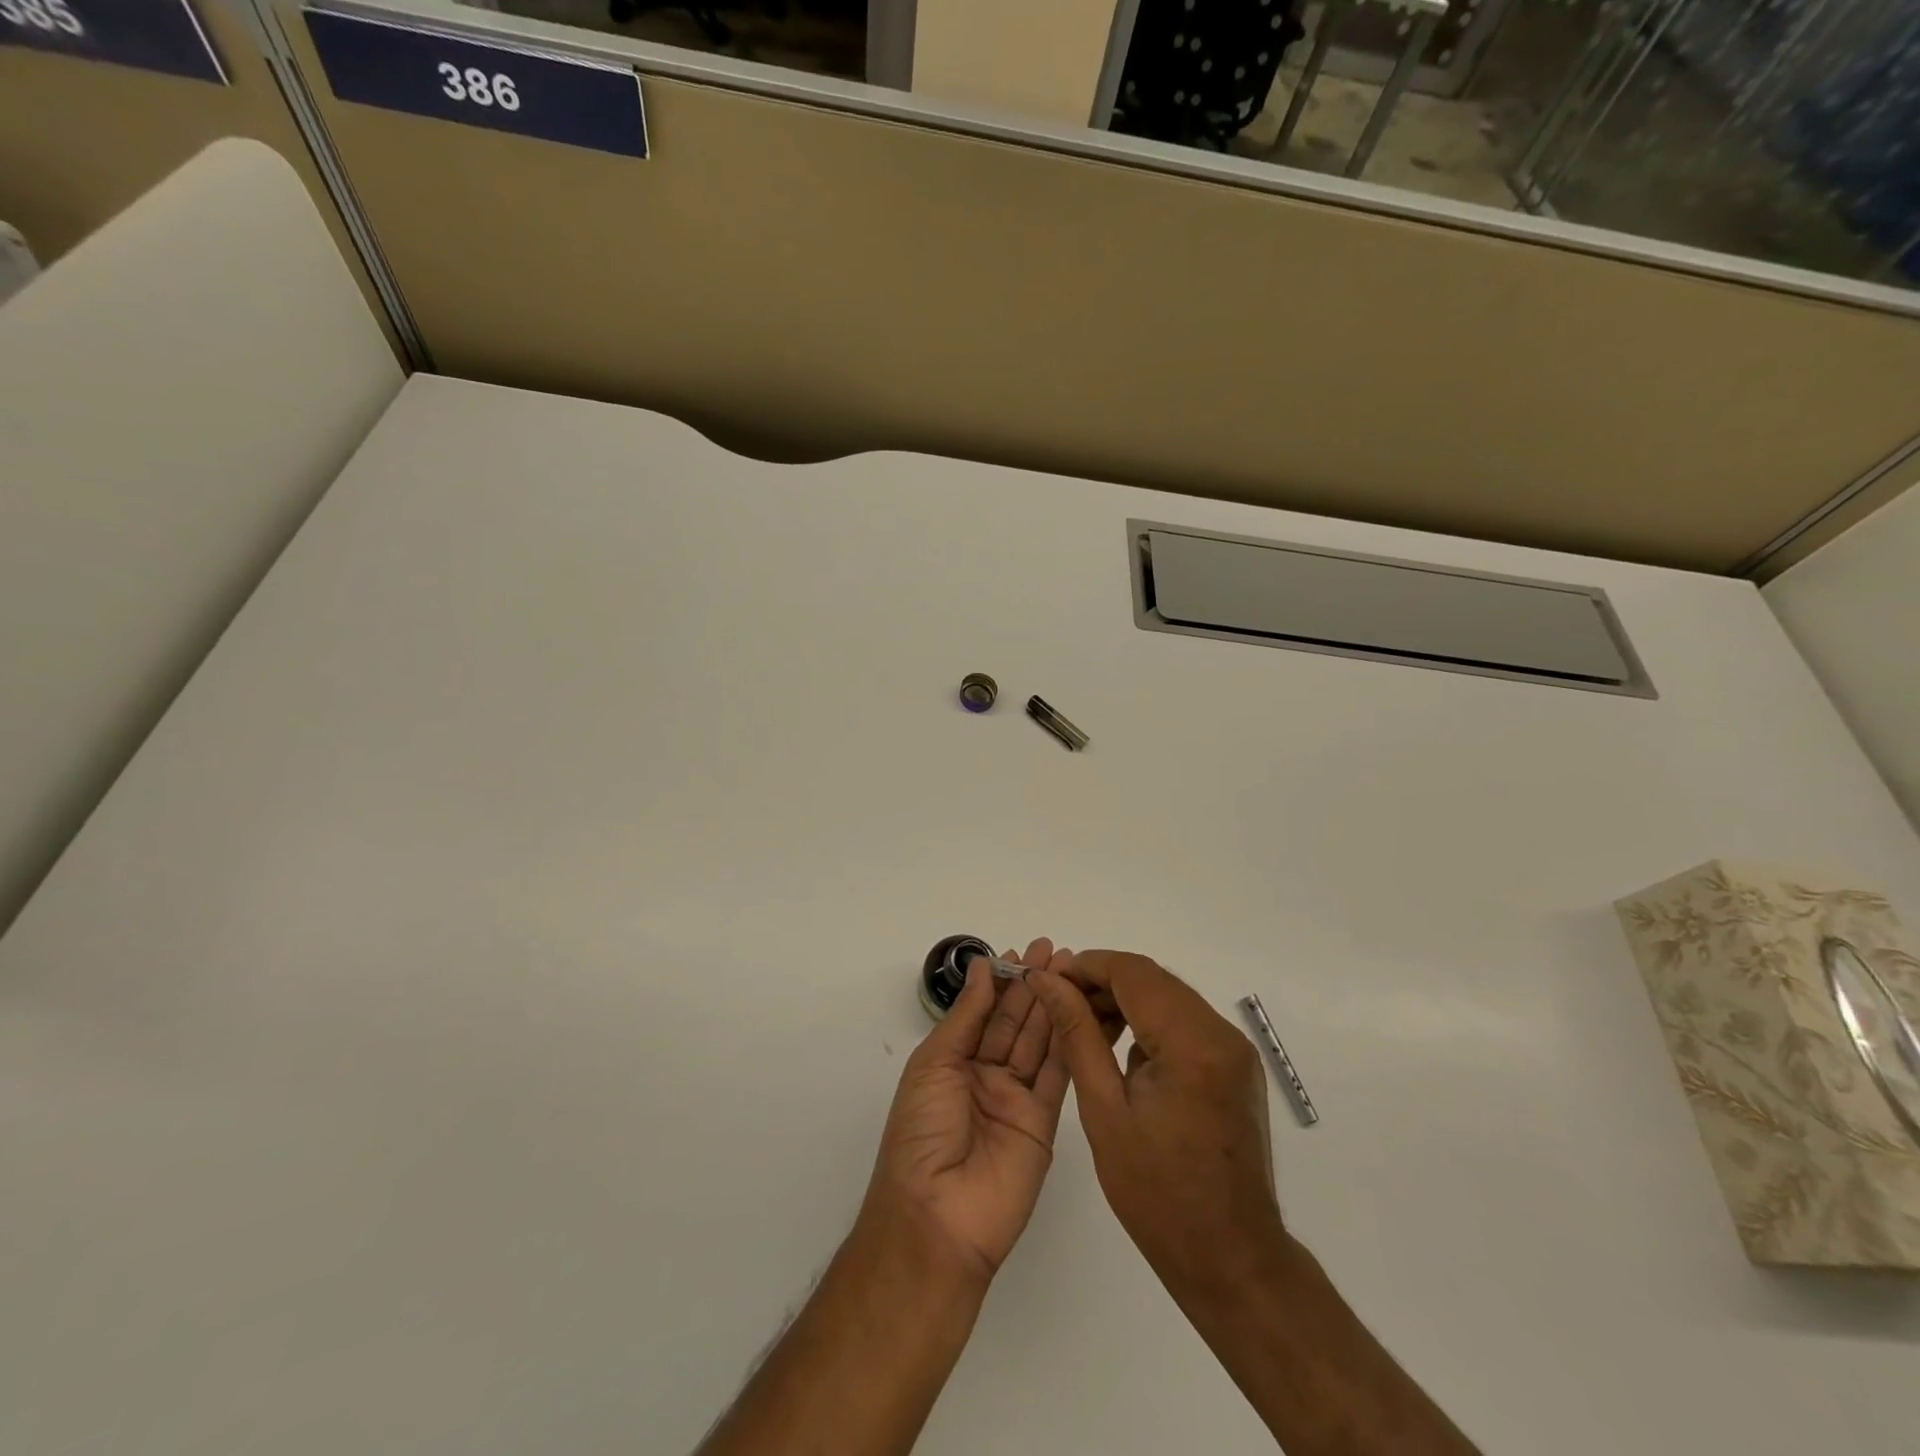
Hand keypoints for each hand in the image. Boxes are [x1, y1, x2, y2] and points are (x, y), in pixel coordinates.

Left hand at [860, 938, 1074, 1283]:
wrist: (938, 1216)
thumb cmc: (922, 1132)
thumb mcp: (934, 1064)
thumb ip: (965, 1016)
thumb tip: (980, 967)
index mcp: (953, 1061)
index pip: (984, 1011)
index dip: (1002, 981)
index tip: (1022, 951)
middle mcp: (986, 1075)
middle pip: (1015, 1022)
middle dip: (1033, 985)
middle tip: (1055, 950)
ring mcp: (1016, 1099)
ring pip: (1039, 1041)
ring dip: (1053, 1005)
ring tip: (1071, 968)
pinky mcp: (1044, 1122)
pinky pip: (1057, 1074)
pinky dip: (1068, 1041)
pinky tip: (1079, 1009)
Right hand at [1028, 950, 1283, 1293]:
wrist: (1232, 1259)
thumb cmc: (1158, 1196)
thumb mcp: (1104, 1112)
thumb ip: (1077, 1036)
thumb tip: (1048, 982)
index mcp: (1192, 1045)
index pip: (1133, 973)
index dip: (1086, 966)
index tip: (1048, 980)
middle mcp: (1221, 1034)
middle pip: (1153, 979)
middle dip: (1102, 982)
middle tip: (1060, 1004)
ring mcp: (1235, 1049)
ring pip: (1169, 997)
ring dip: (1125, 1001)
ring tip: (1084, 1029)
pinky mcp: (1236, 1065)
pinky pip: (1185, 1022)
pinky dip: (1149, 1023)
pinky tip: (1121, 1053)